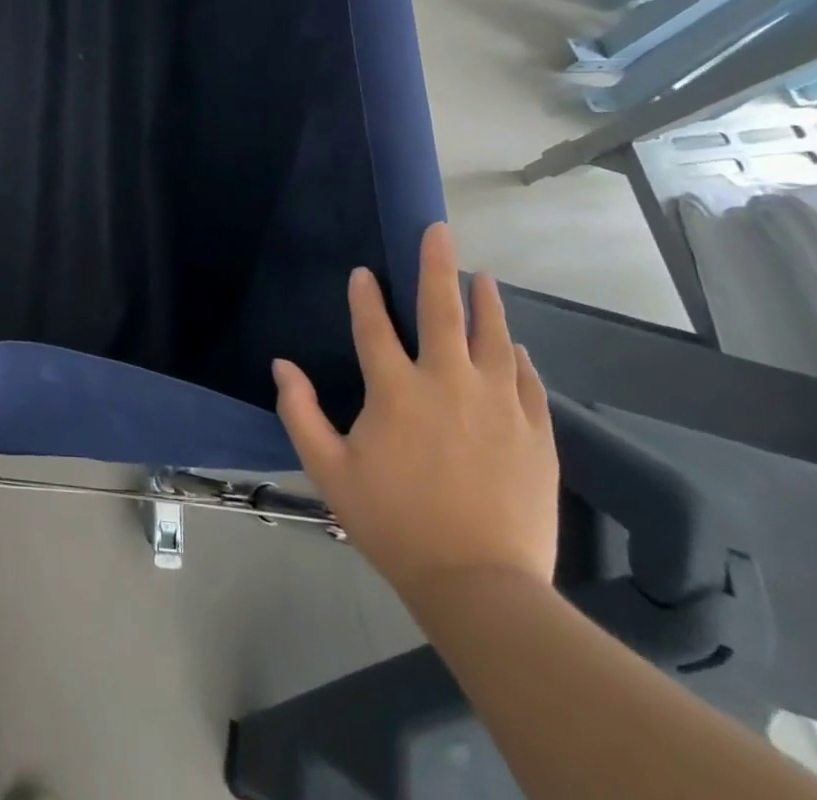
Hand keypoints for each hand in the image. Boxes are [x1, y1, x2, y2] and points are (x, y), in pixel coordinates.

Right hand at [273, 223, 557, 601]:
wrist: (480, 585)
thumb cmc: (393, 523)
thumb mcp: (328, 469)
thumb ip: (300, 412)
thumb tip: (282, 366)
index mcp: (395, 389)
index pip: (374, 326)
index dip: (364, 296)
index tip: (362, 273)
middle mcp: (448, 383)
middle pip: (442, 311)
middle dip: (438, 265)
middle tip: (439, 230)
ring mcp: (498, 405)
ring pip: (494, 337)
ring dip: (486, 303)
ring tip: (483, 277)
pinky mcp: (534, 433)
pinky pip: (528, 382)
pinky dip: (518, 359)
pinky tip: (515, 349)